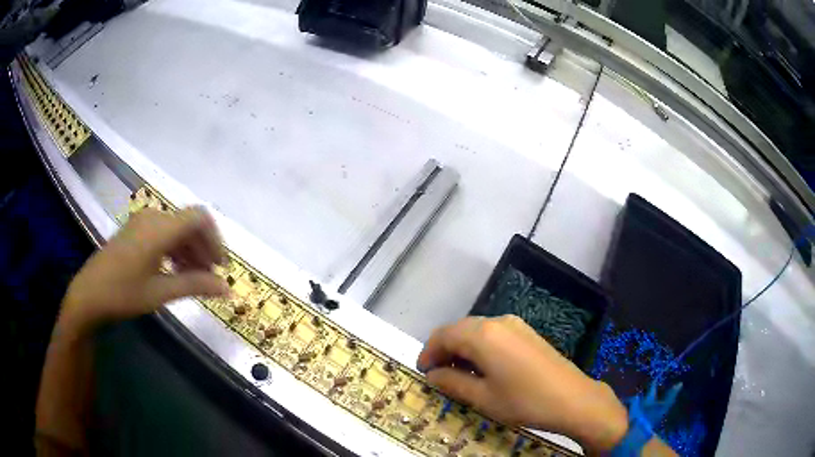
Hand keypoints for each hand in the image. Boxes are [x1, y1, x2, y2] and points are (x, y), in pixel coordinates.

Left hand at [58, 207, 229, 336]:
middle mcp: (153, 217)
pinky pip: (162, 232)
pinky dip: (174, 249)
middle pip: (188, 224)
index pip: (199, 218)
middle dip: (203, 248)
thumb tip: (227, 288)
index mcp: (159, 228)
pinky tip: (174, 270)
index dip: (215, 239)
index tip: (220, 266)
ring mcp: (142, 222)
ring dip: (189, 250)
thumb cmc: (123, 294)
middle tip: (209, 278)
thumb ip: (194, 285)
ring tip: (193, 277)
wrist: (89, 294)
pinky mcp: (134, 230)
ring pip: (176, 228)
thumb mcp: (160, 292)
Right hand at [417, 315, 627, 452]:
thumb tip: (432, 374)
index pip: (443, 335)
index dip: (428, 352)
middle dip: (444, 350)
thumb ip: (452, 382)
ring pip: (476, 331)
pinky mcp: (527, 332)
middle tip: (437, 376)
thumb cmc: (523, 401)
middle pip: (459, 329)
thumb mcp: (482, 397)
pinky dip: (480, 348)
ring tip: (458, 375)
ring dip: (462, 349)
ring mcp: (515, 324)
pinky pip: (493, 334)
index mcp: (483, 334)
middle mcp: (498, 321)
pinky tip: (483, 369)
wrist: (572, 398)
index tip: (422, 372)